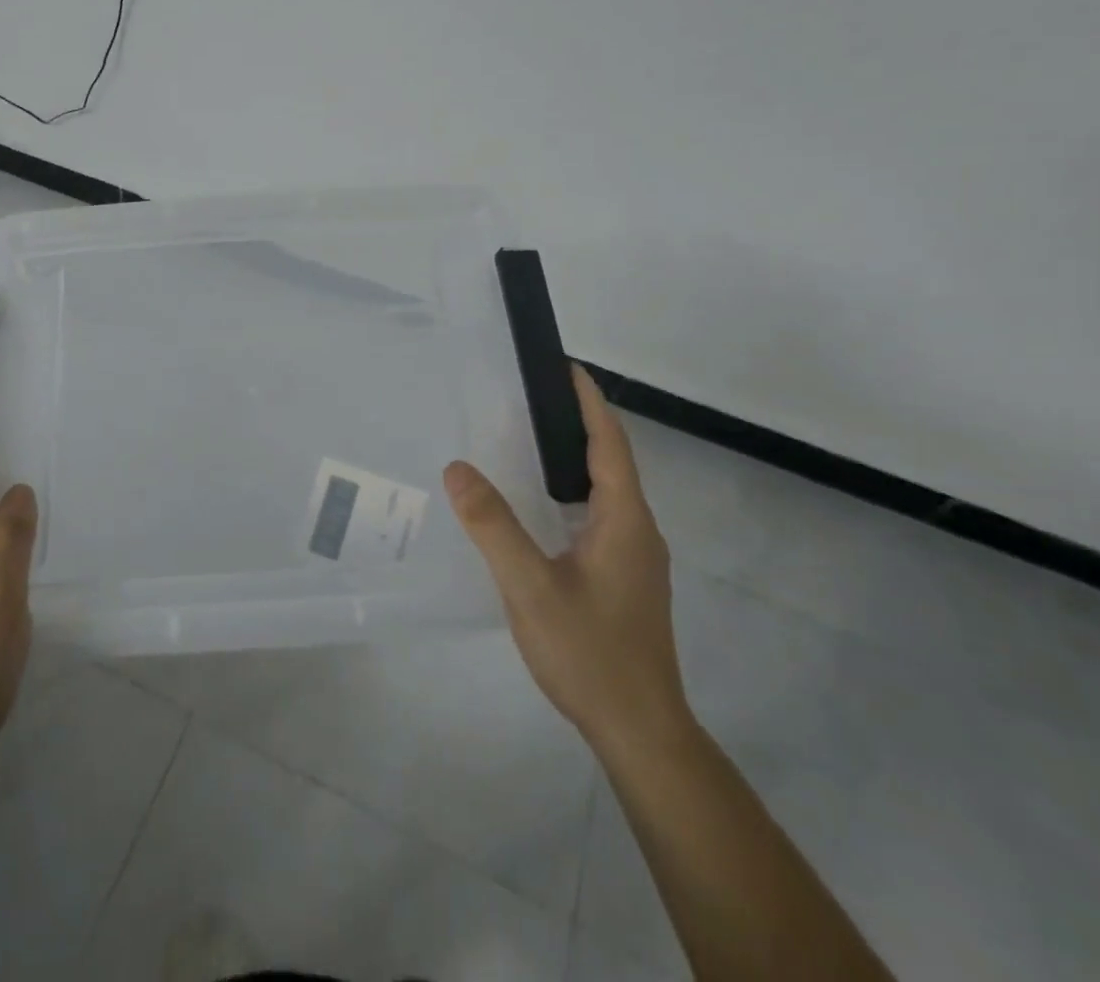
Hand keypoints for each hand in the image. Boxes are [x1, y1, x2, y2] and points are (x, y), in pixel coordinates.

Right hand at [444, 365, 689, 760]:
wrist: (641, 732)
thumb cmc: (589, 652)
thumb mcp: (530, 586)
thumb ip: (493, 525)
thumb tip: (458, 468)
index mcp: (624, 521)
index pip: (610, 444)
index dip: (589, 403)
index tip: (564, 367)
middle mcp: (638, 531)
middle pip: (612, 462)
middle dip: (578, 423)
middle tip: (530, 399)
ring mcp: (636, 559)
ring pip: (607, 492)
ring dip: (576, 459)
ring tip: (530, 443)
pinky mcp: (627, 581)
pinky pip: (601, 517)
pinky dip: (573, 493)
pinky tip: (542, 509)